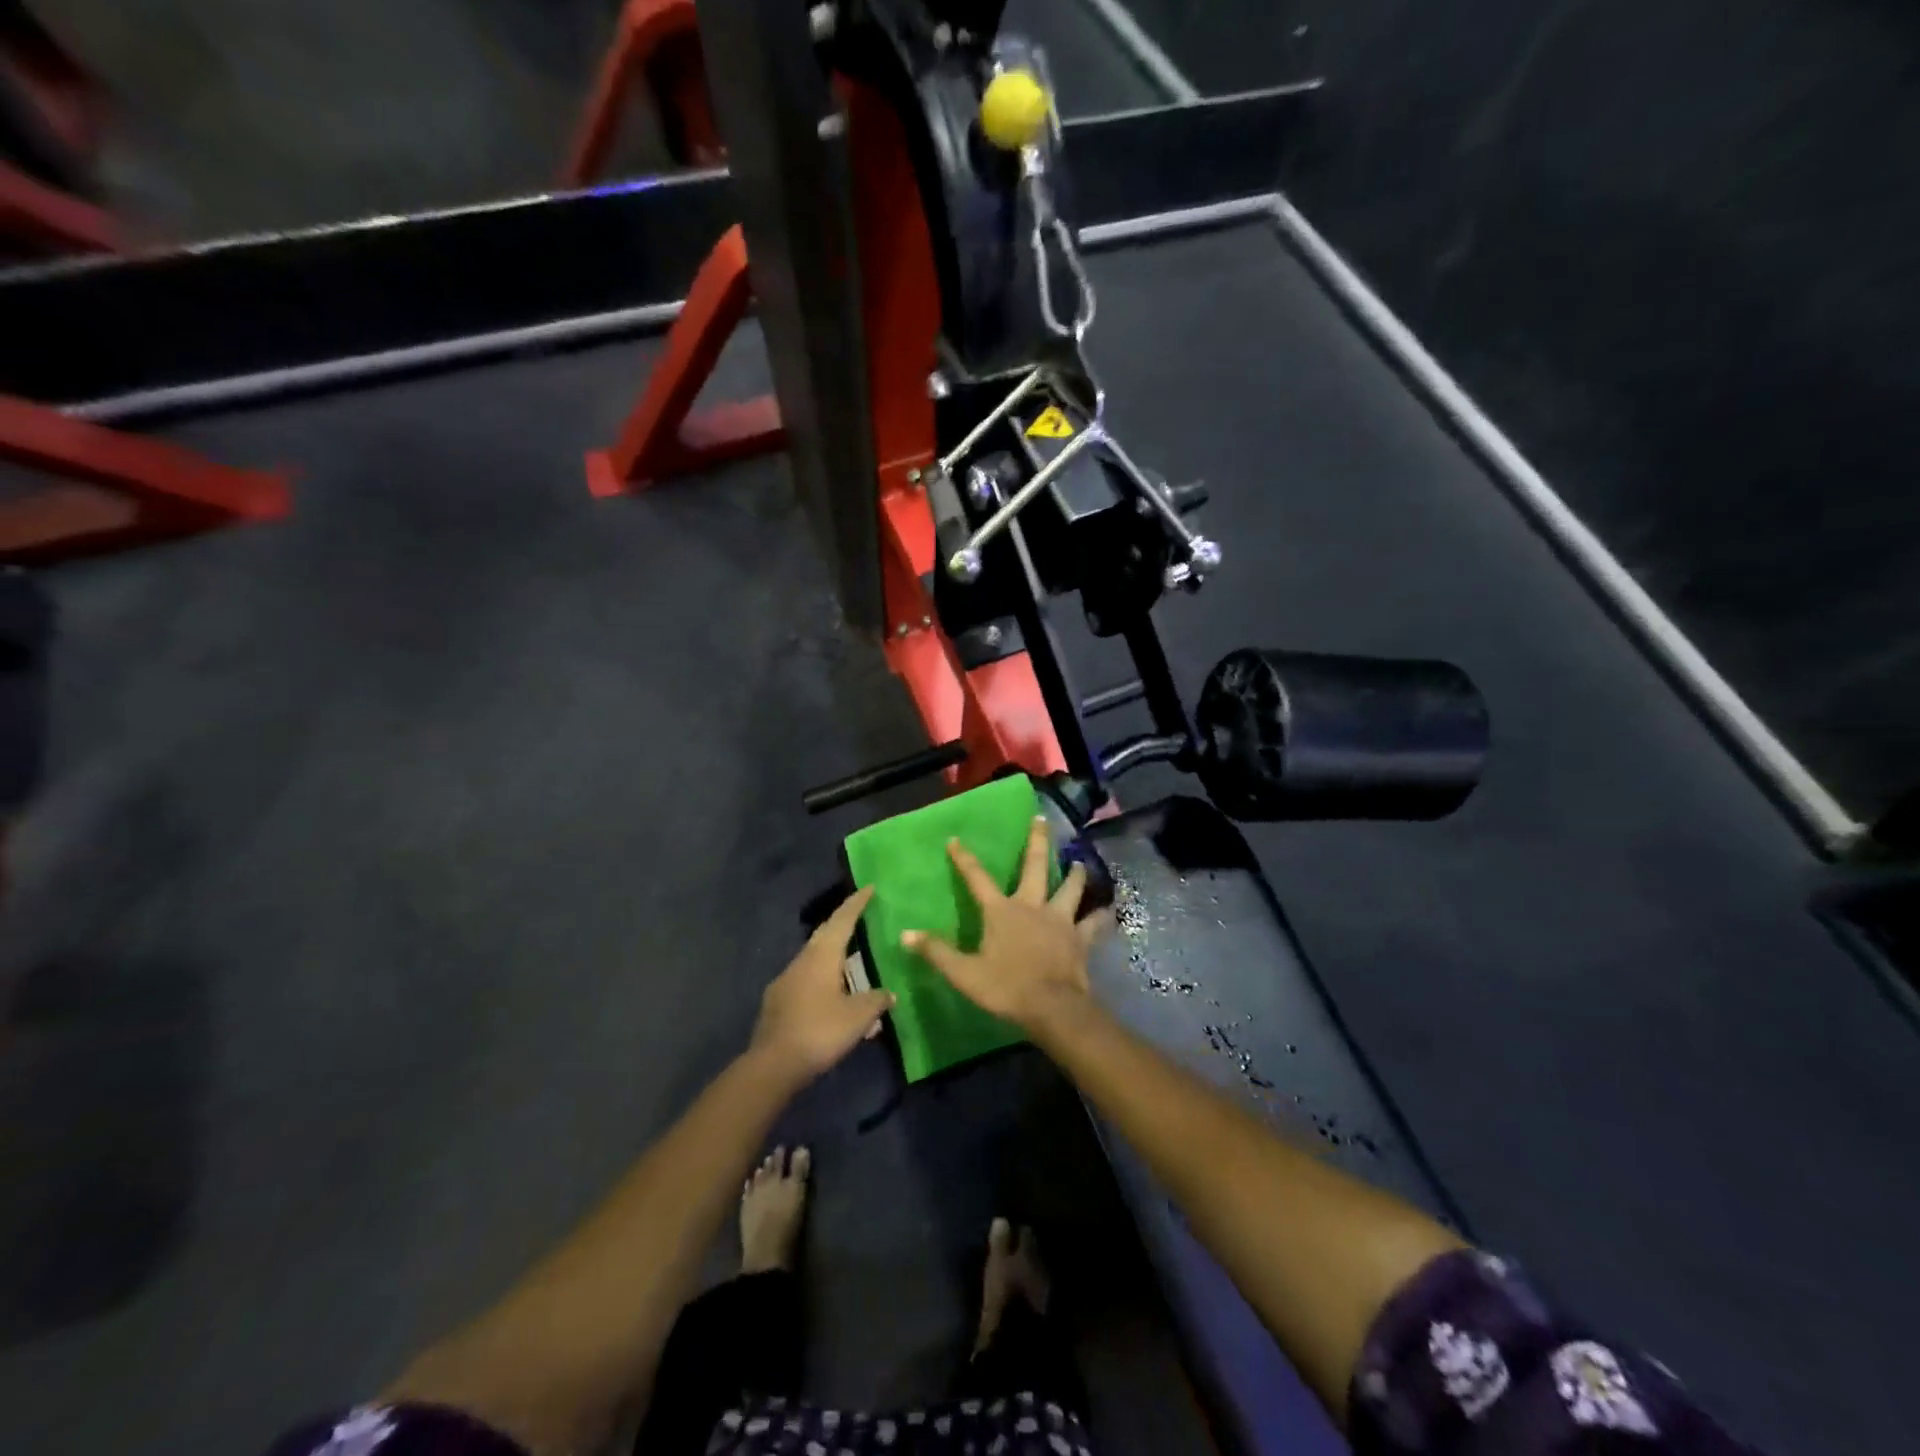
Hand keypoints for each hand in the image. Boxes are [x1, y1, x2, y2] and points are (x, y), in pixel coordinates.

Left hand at [750, 888, 894, 1084]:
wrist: (772, 1065)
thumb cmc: (820, 1031)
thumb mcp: (858, 1016)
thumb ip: (876, 1000)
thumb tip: (889, 994)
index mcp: (822, 956)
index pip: (842, 920)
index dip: (856, 904)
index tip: (868, 887)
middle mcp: (801, 961)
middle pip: (825, 935)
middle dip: (842, 924)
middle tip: (860, 917)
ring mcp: (786, 982)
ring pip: (813, 959)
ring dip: (832, 956)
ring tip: (851, 962)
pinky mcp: (777, 1003)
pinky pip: (805, 981)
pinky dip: (822, 980)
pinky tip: (832, 997)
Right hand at [902, 816, 1107, 1039]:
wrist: (1052, 1008)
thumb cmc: (1005, 988)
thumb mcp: (964, 973)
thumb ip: (936, 951)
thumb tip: (905, 934)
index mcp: (1002, 911)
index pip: (977, 879)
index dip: (965, 859)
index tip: (955, 839)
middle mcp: (1032, 906)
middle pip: (1035, 867)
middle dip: (1037, 841)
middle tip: (1042, 819)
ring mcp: (1060, 920)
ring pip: (1070, 889)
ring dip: (1074, 875)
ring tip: (1079, 862)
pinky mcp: (1080, 939)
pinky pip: (1093, 923)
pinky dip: (1100, 916)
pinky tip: (1107, 910)